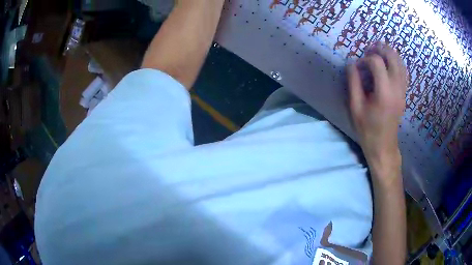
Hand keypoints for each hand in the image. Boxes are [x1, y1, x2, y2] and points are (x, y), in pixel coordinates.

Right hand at [348, 43, 406, 176]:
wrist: (383, 145)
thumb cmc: (367, 129)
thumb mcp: (355, 107)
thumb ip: (353, 82)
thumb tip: (352, 63)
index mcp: (384, 92)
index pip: (377, 63)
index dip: (366, 59)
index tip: (359, 66)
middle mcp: (396, 88)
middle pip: (393, 58)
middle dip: (381, 49)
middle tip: (370, 49)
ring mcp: (402, 91)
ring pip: (401, 63)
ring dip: (390, 53)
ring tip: (379, 51)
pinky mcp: (404, 94)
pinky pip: (404, 72)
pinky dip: (397, 62)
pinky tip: (389, 62)